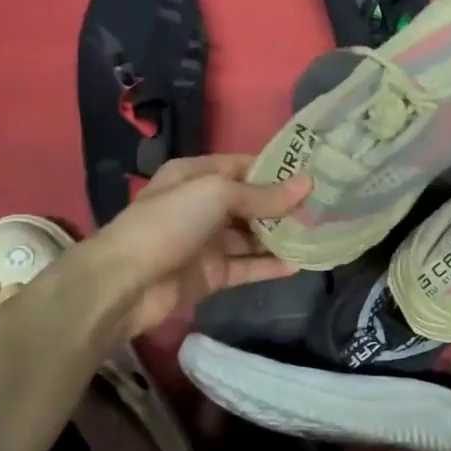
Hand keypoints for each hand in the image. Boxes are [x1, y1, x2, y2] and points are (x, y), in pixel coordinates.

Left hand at [70, 154, 310, 344]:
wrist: (125, 284)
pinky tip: (301, 263)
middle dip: (284, 205)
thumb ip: (263, 195)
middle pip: (251, 202)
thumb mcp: (216, 195)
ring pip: (252, 236)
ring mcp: (207, 242)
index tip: (315, 174)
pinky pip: (248, 266)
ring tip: (320, 234)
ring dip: (282, 236)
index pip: (244, 166)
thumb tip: (307, 185)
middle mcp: (202, 205)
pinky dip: (271, 265)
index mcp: (196, 175)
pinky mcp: (212, 275)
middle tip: (325, 207)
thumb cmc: (168, 223)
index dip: (277, 170)